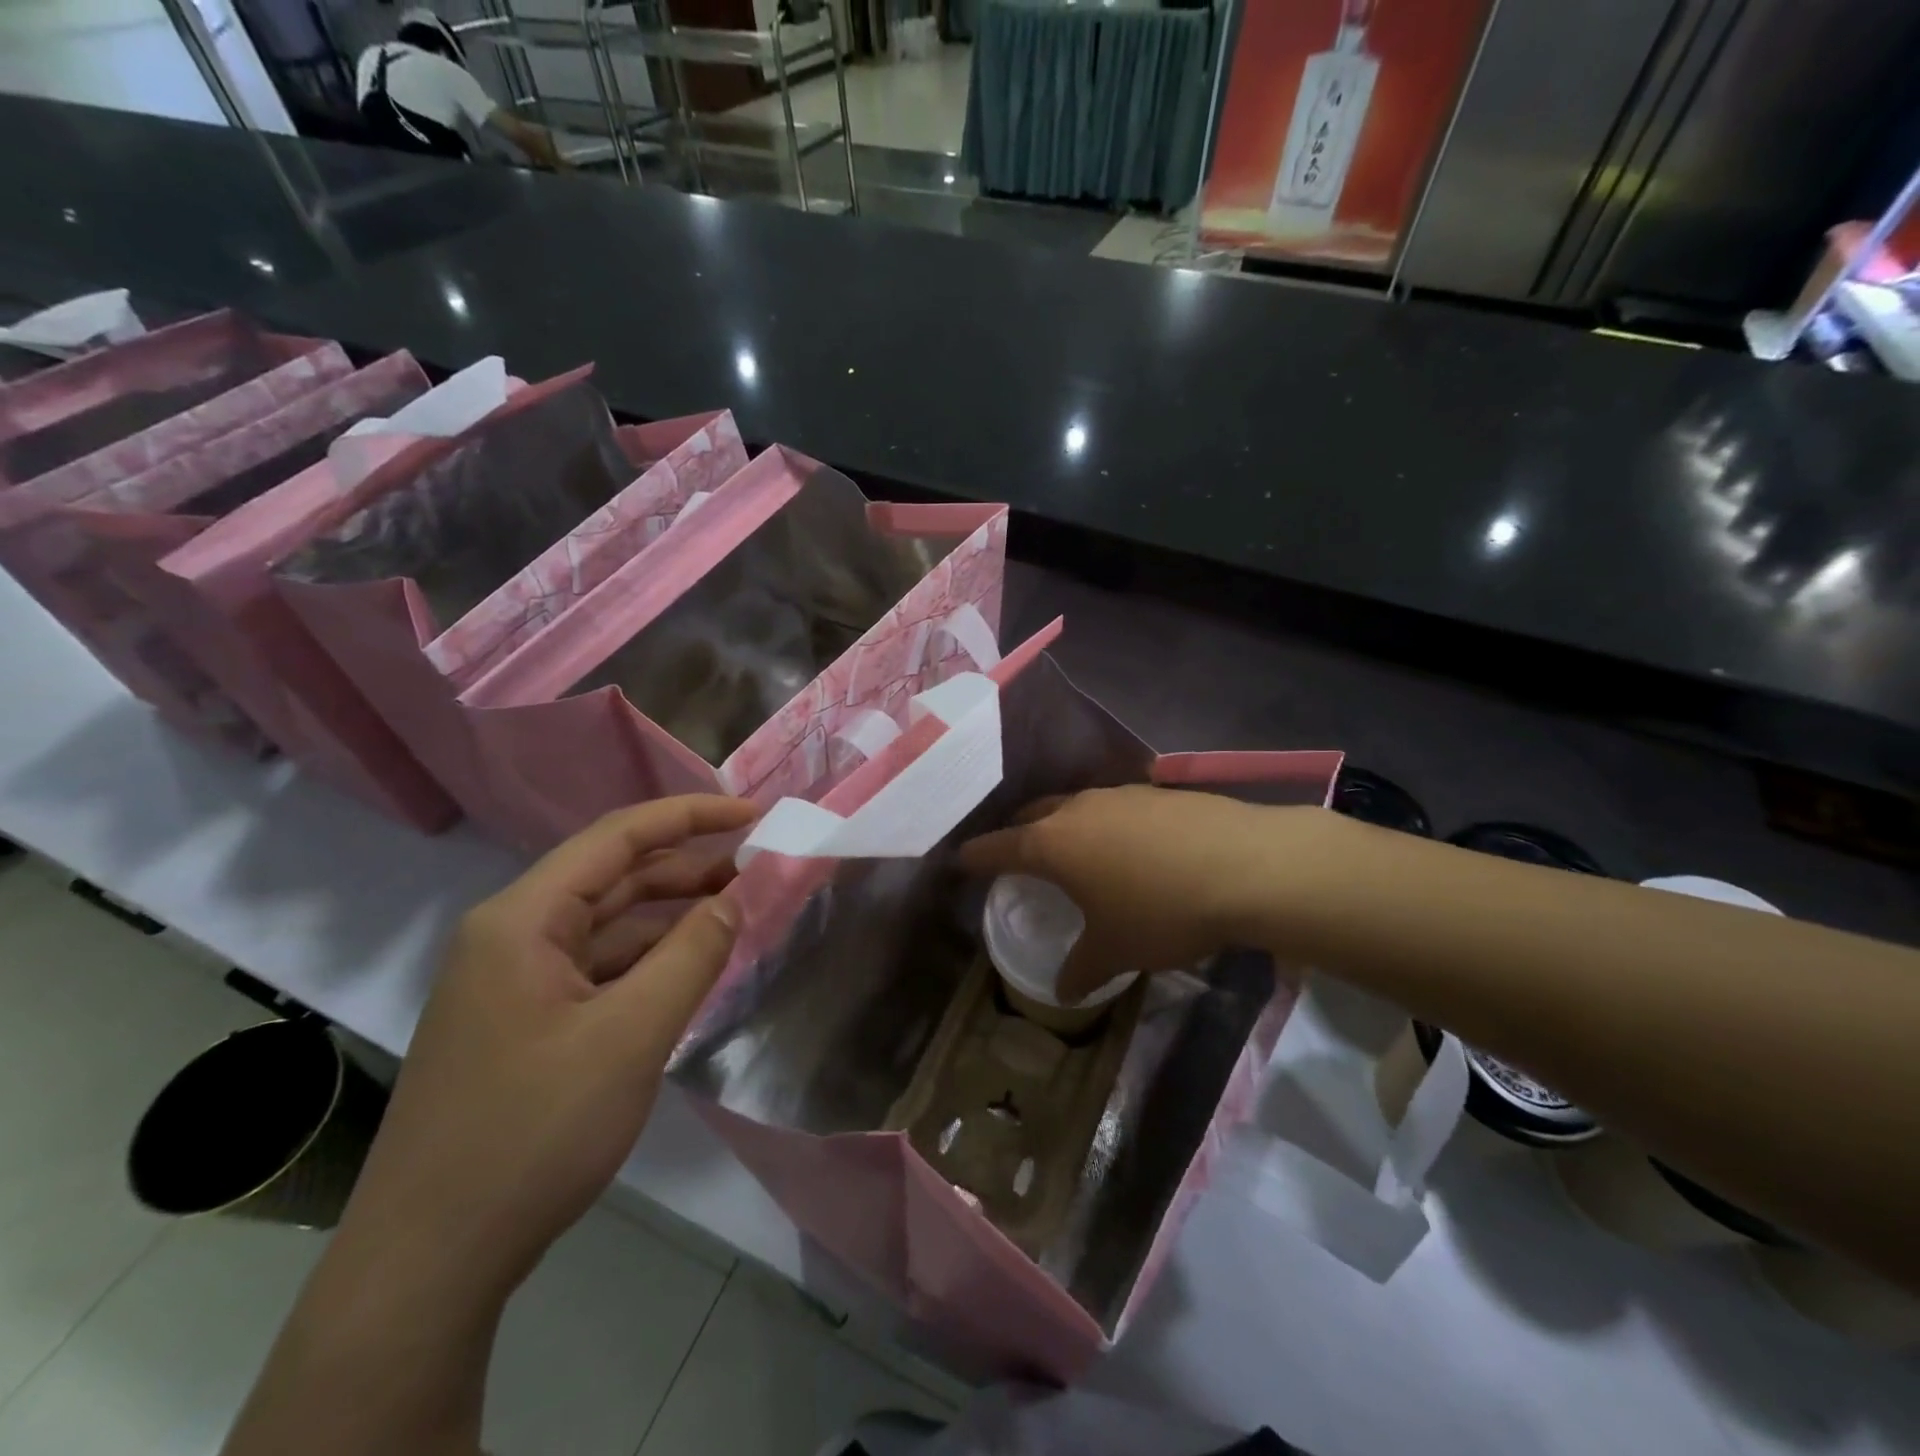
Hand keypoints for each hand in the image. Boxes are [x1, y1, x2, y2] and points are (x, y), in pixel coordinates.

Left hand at [340, 795, 756, 1302]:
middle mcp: (512, 936)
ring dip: (672, 915)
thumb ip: (693, 955)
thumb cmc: (532, 1132)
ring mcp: (514, 981)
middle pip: (613, 876)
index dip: (690, 816)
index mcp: (523, 920)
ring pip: (608, 925)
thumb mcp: (631, 1036)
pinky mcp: (525, 1021)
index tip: (753, 814)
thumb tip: (736, 898)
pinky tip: (691, 970)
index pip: (618, 837)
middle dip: (688, 867)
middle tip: (758, 870)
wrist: (430, 1263)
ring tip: (738, 914)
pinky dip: (649, 959)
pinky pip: (599, 968)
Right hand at [959, 785, 1303, 1001]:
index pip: (997, 846)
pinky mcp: (1157, 792)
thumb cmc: (1161, 910)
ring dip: (1064, 825)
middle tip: (1015, 855)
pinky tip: (1129, 847)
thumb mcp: (1116, 950)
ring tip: (1074, 850)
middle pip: (1032, 815)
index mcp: (1052, 844)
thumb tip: (1062, 992)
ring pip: (1074, 806)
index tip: (960, 860)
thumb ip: (1082, 969)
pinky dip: (1106, 824)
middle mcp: (1077, 809)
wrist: (1246, 866)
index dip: (976, 856)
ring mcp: (1118, 795)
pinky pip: (1114, 807)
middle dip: (1018, 833)